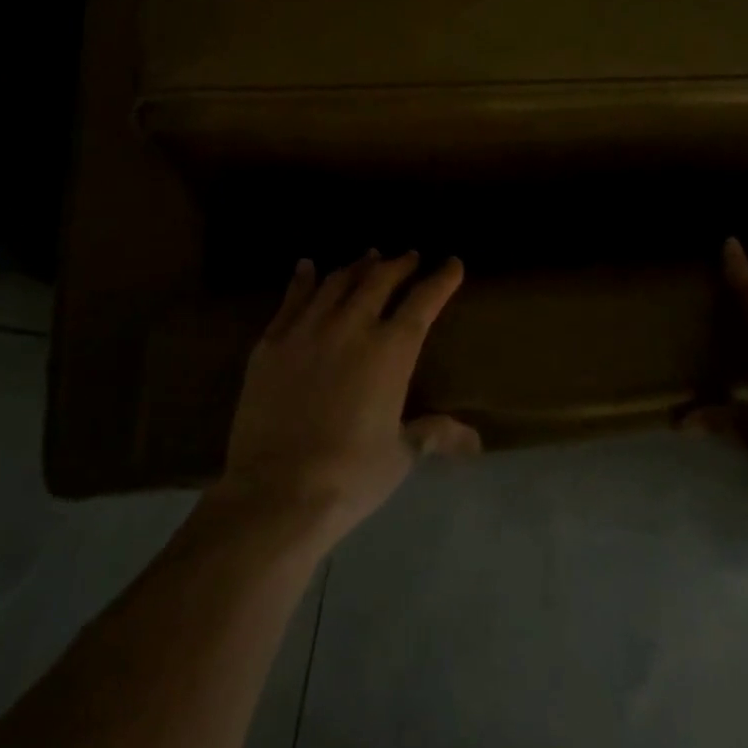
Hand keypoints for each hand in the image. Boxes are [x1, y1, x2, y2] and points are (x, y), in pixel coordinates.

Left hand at [215, 251, 480, 551]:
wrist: (276, 491)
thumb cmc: (350, 475)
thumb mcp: (400, 454)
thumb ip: (435, 434)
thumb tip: (475, 441)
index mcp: (391, 350)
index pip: (423, 301)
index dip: (441, 279)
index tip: (452, 263)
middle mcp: (352, 326)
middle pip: (380, 280)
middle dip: (399, 264)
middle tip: (409, 256)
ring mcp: (308, 329)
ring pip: (338, 282)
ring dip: (357, 266)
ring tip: (369, 257)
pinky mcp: (272, 341)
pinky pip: (292, 298)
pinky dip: (303, 279)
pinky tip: (307, 266)